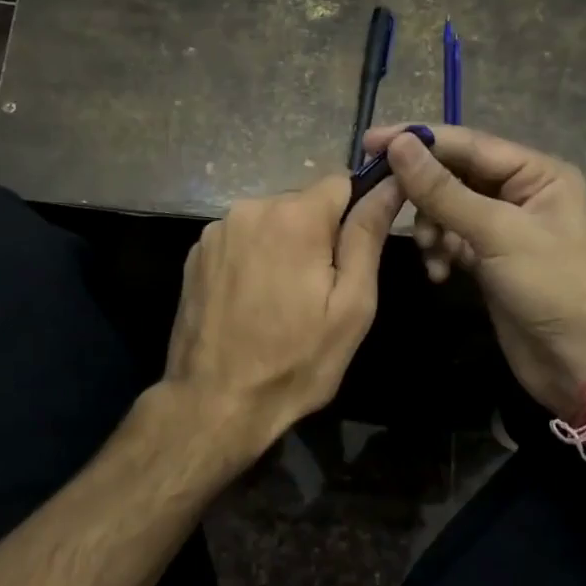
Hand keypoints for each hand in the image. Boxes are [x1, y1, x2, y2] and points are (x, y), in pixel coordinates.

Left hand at [165, 172, 402, 453]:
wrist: (215, 402)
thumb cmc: (295, 361)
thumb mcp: (351, 306)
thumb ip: (368, 236)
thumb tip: (391, 184)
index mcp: (293, 216)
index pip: (340, 182)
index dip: (356, 212)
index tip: (355, 253)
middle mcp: (249, 208)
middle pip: (302, 203)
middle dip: (318, 235)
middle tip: (319, 291)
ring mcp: (216, 231)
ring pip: (270, 222)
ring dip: (283, 246)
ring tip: (283, 300)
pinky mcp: (195, 254)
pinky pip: (240, 240)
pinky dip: (253, 259)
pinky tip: (251, 301)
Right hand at [363, 123, 585, 415]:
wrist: (580, 361)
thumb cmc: (551, 287)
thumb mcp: (496, 233)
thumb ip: (444, 190)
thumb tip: (399, 146)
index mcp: (537, 173)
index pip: (467, 143)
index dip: (418, 140)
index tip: (369, 142)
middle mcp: (521, 193)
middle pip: (455, 174)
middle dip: (423, 192)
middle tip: (383, 200)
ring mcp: (505, 228)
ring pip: (449, 209)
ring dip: (431, 227)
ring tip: (430, 253)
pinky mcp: (491, 259)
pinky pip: (452, 239)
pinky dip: (440, 251)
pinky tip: (438, 273)